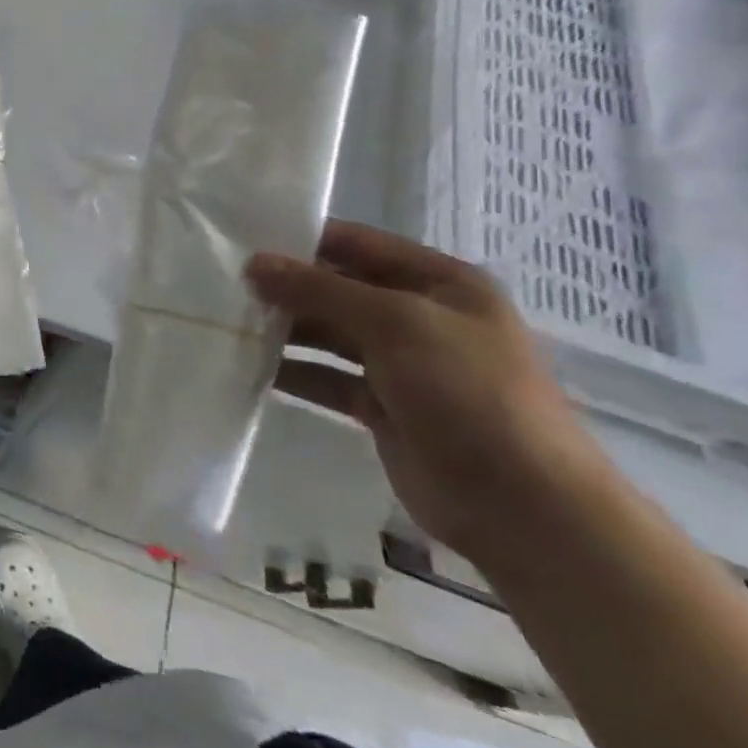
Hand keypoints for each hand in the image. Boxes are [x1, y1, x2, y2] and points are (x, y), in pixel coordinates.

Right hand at [246, 221, 607, 565]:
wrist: (523, 507)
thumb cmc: (469, 393)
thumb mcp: (394, 324)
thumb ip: (319, 290)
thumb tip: (254, 263)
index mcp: (440, 283)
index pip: (358, 244)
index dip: (303, 239)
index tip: (243, 239)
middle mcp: (420, 316)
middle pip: (339, 289)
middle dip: (287, 287)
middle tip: (224, 284)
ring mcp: (402, 364)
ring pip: (329, 334)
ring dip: (285, 329)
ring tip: (229, 322)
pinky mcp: (383, 407)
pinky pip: (327, 377)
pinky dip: (293, 372)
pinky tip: (251, 368)